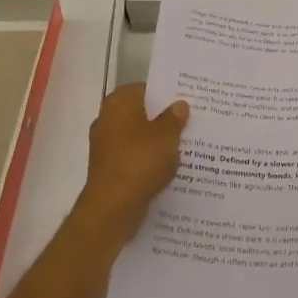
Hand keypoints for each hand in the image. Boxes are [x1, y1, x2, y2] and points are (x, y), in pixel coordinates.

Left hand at [76, 84, 187, 246]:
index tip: (187, 100)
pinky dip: (148, 160)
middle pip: (142, 113)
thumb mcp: (166, 136)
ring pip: (138, 137)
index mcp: (119, 103)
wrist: (112, 208)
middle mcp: (108, 120)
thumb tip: (179, 105)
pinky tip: (170, 168)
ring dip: (157, 142)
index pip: (145, 89)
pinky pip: (134, 157)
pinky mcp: (109, 169)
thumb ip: (174, 118)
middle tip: (191, 122)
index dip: (167, 94)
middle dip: (163, 119)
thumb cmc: (139, 162)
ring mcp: (106, 146)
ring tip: (186, 145)